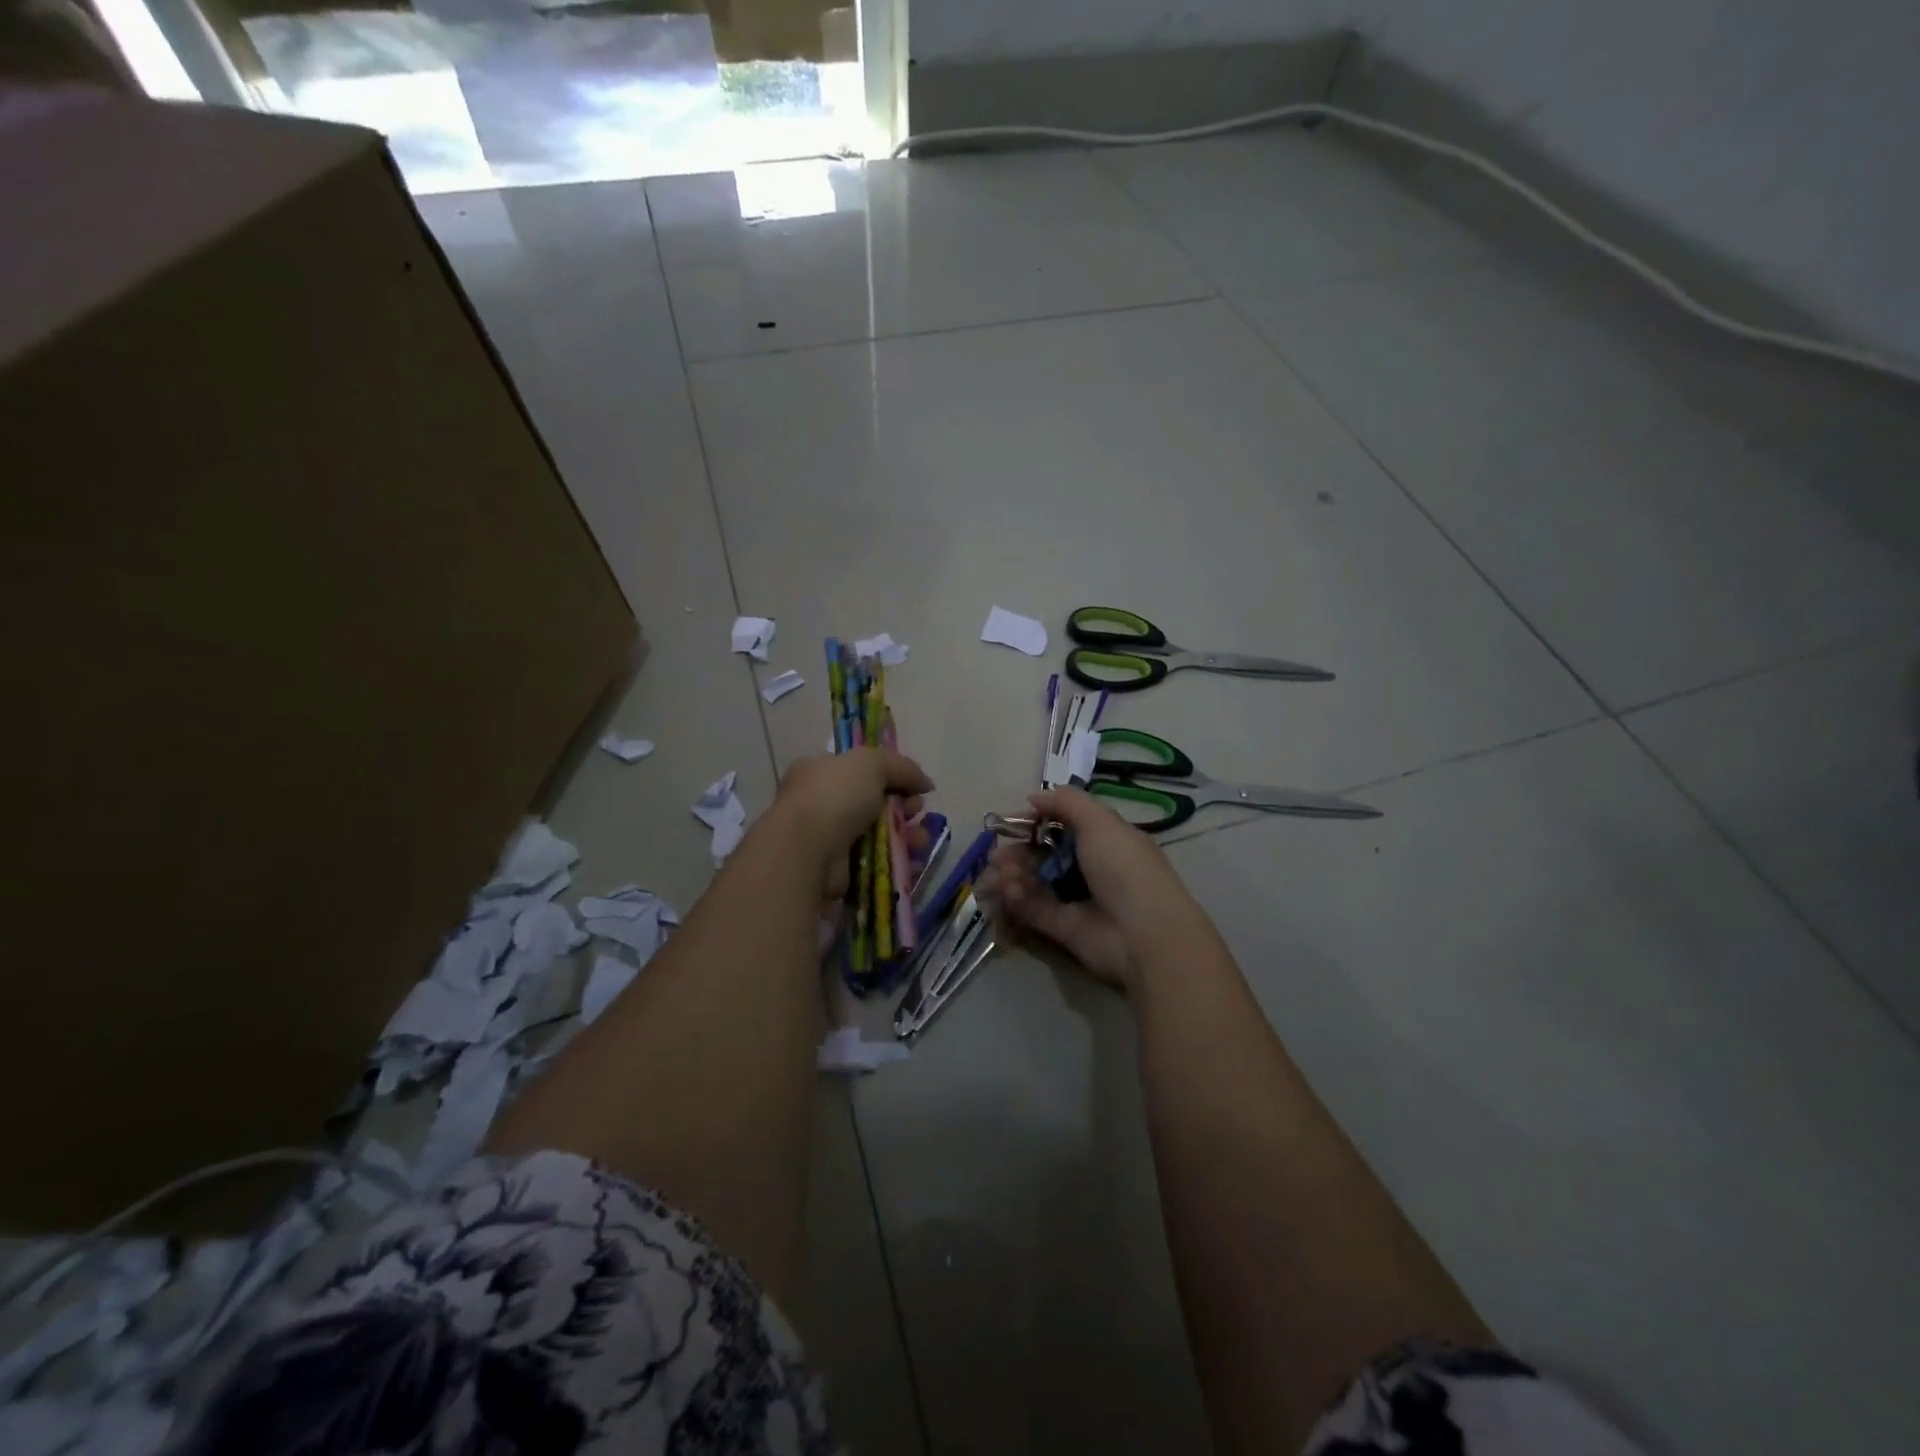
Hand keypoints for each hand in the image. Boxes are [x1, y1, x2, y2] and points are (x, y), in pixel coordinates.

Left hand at [769, 749, 933, 890]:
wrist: (806, 851)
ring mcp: (829, 839)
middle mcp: (821, 804)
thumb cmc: (834, 797)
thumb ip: (902, 767)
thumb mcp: (871, 763)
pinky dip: (897, 863)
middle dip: (904, 809)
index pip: (860, 770)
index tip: (913, 786)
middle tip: (917, 813)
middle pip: (875, 804)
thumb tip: (925, 783)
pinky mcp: (839, 871)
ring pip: (879, 836)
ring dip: (906, 837)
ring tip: (920, 841)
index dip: (891, 777)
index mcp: (819, 771)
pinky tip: (913, 863)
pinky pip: (876, 864)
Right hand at [978, 786, 1198, 989]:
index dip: (1038, 822)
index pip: (1065, 825)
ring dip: (1014, 874)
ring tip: (1002, 873)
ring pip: (1036, 881)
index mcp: (1106, 840)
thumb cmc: (1125, 868)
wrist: (1143, 934)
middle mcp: (1091, 868)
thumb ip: (1067, 803)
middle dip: (1019, 851)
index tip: (1013, 822)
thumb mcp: (1100, 822)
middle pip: (1045, 855)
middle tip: (998, 854)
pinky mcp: (1063, 928)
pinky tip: (1009, 890)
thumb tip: (1035, 797)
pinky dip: (1019, 898)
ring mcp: (1077, 900)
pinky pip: (1035, 909)